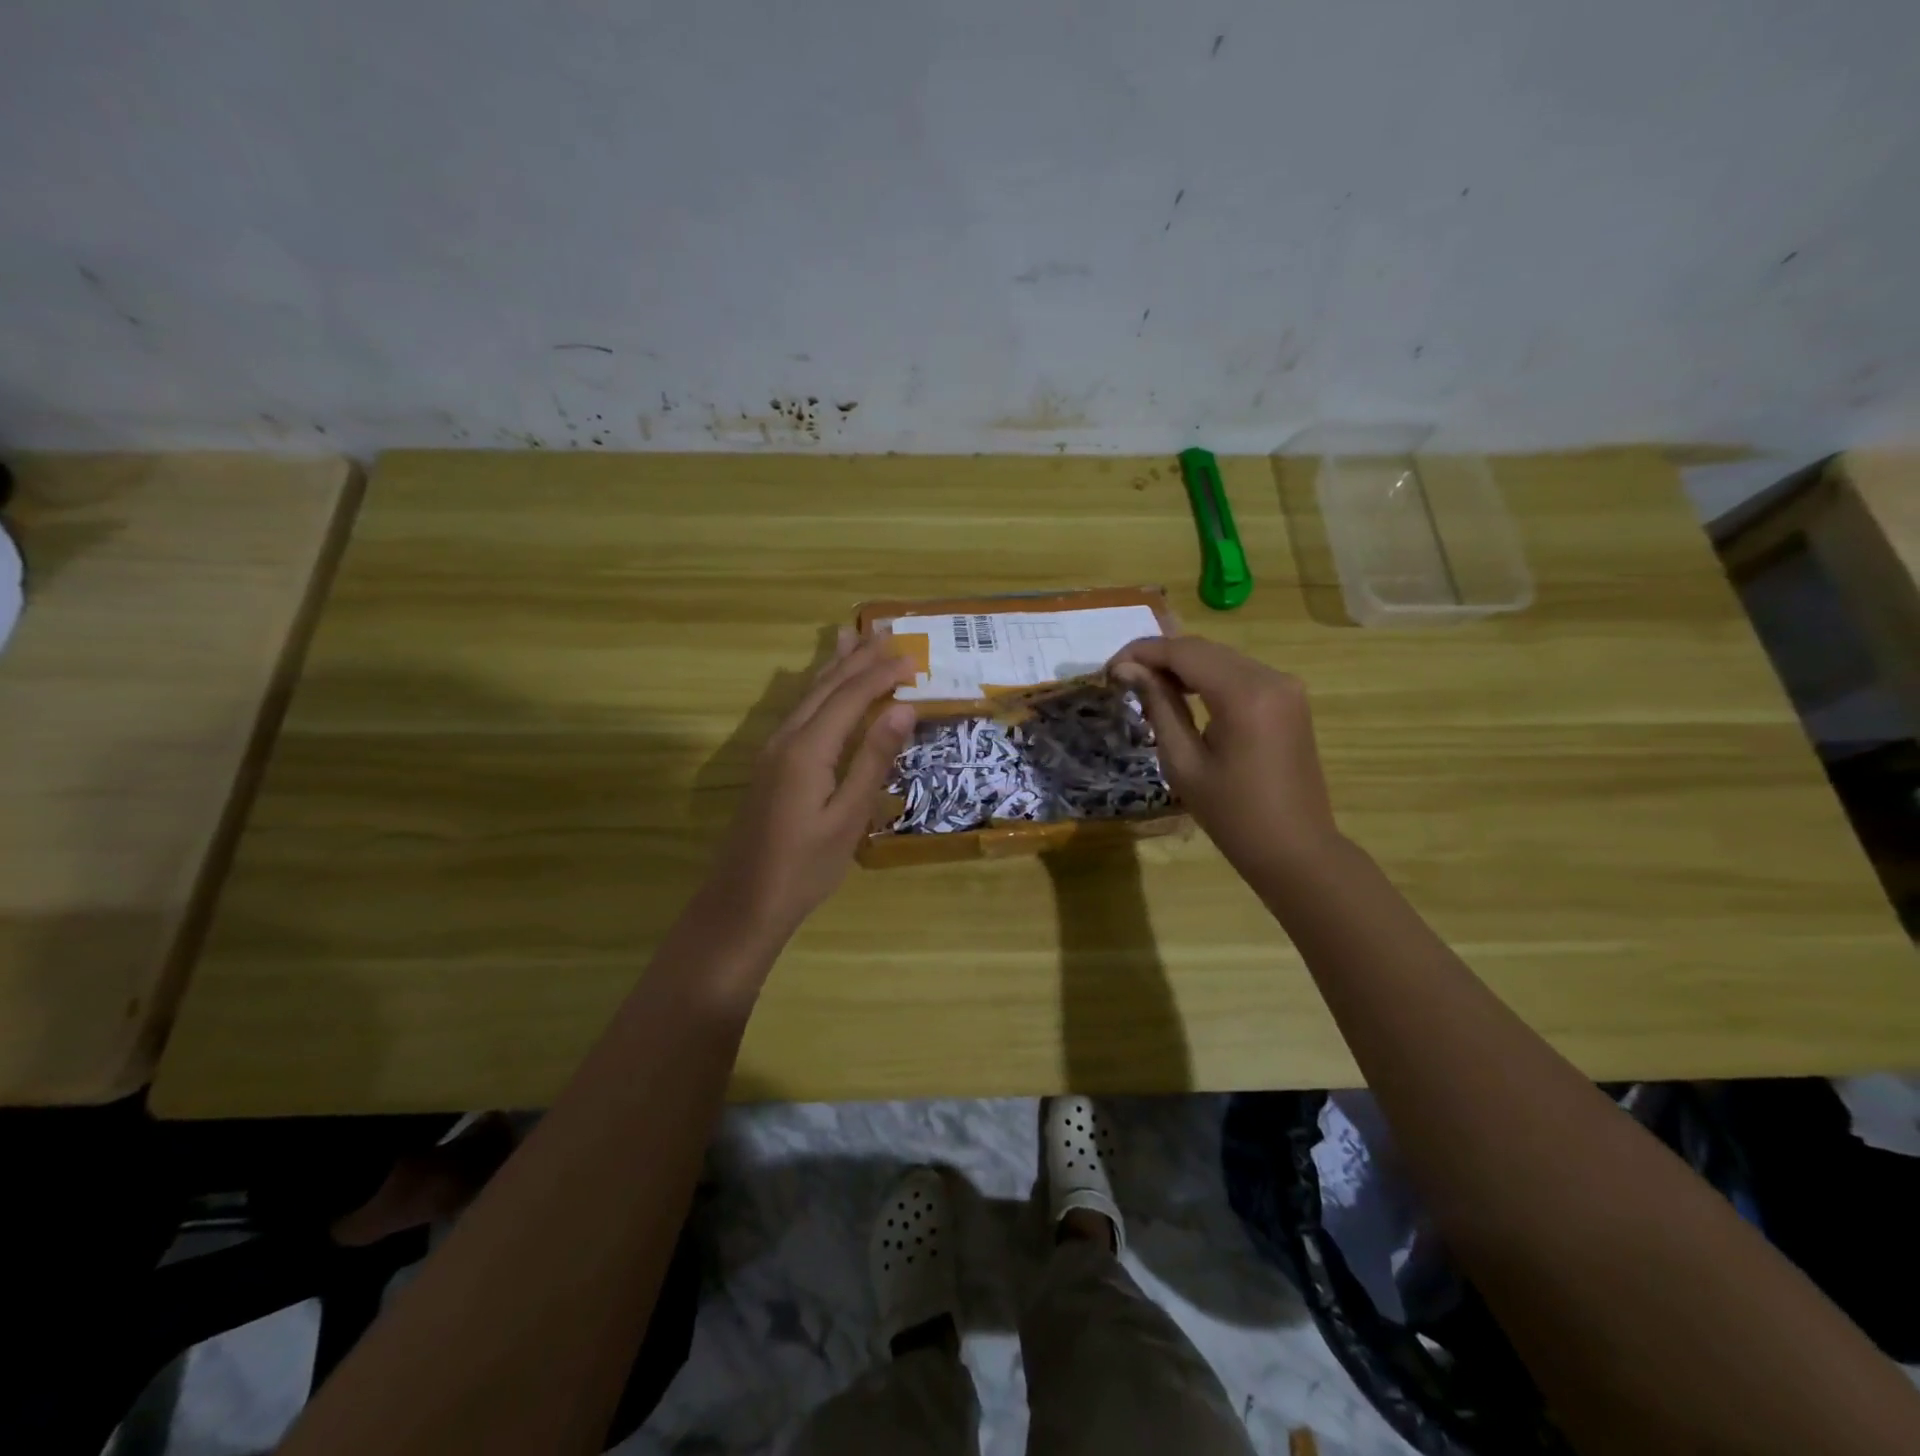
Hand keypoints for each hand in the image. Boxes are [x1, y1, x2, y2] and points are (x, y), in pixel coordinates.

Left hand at [696, 629, 915, 947]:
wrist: (743, 902)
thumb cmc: (804, 867)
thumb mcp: (848, 817)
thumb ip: (874, 759)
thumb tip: (903, 709)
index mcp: (809, 749)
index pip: (850, 697)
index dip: (881, 674)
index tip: (912, 656)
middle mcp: (787, 738)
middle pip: (826, 687)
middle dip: (858, 658)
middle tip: (887, 631)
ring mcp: (773, 750)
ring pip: (808, 695)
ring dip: (835, 667)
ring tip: (851, 638)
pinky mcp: (770, 764)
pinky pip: (799, 712)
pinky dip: (819, 690)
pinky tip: (823, 689)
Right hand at [1109, 635, 1339, 877]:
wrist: (1295, 849)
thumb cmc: (1232, 815)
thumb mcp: (1183, 762)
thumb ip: (1158, 706)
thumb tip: (1128, 669)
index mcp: (1244, 694)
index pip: (1183, 652)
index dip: (1142, 652)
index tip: (1109, 669)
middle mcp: (1270, 677)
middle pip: (1204, 649)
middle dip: (1160, 656)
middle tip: (1122, 676)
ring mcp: (1286, 686)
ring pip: (1222, 658)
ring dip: (1183, 665)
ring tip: (1145, 686)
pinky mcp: (1290, 698)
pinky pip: (1240, 673)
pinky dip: (1207, 677)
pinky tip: (1183, 694)